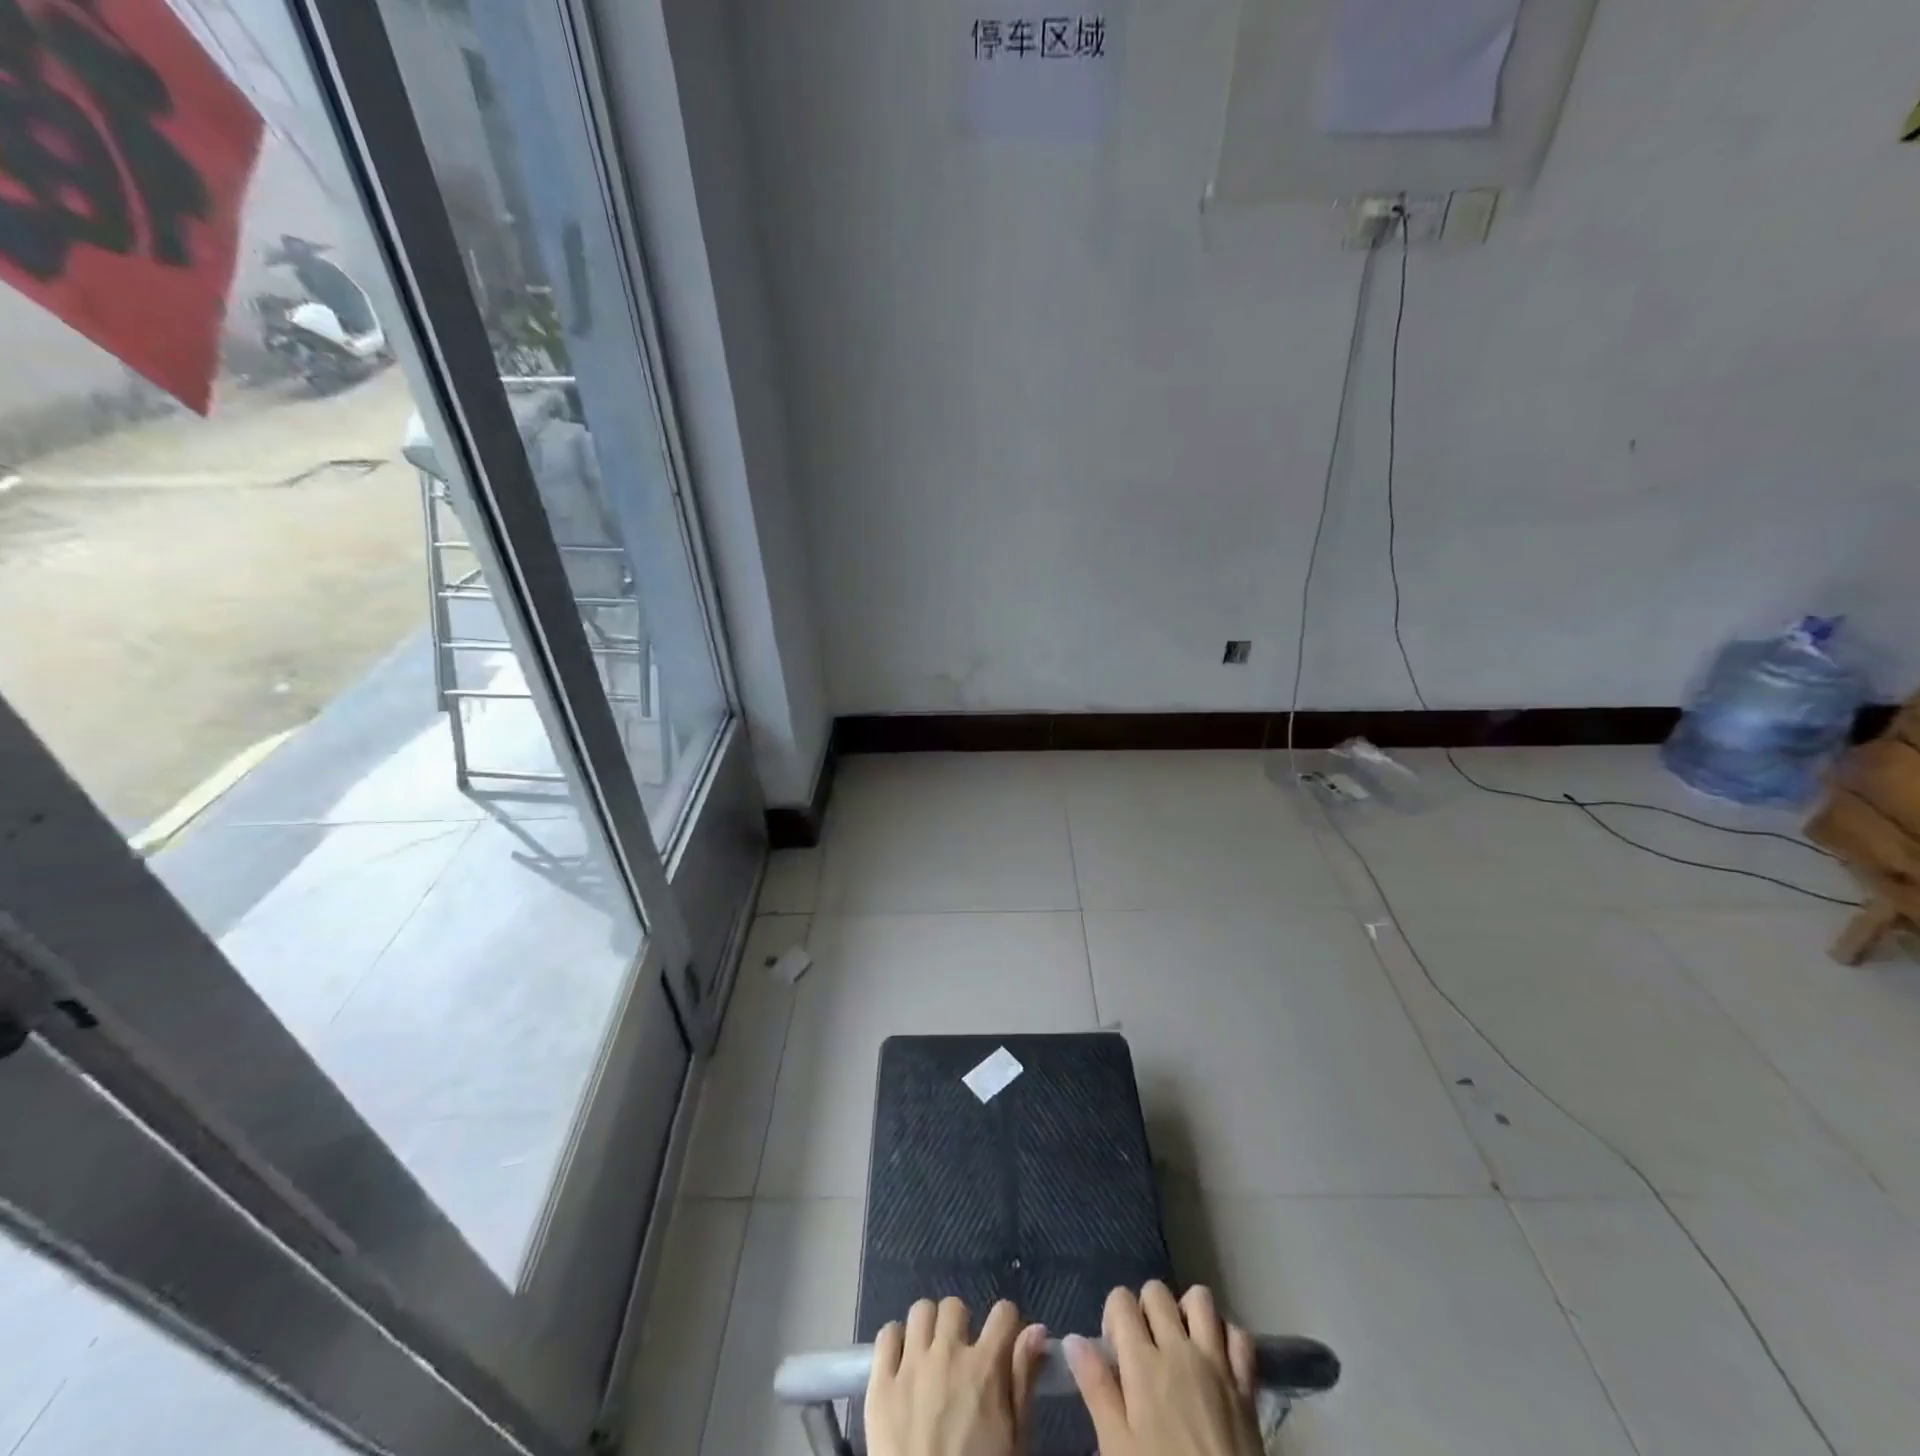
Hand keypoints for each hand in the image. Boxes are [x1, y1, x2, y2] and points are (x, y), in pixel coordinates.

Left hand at [865, 1297, 1047, 1455]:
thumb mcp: (1014, 1442)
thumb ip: (1023, 1381)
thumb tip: (1036, 1330)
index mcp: (985, 1369)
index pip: (1003, 1313)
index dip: (1006, 1325)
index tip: (1002, 1342)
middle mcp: (947, 1354)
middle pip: (955, 1307)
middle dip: (961, 1327)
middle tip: (959, 1358)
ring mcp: (911, 1365)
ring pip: (921, 1311)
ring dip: (928, 1329)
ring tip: (929, 1357)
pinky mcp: (880, 1383)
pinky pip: (886, 1335)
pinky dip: (895, 1342)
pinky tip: (902, 1365)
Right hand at [1063, 1282, 1261, 1455]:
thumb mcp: (1117, 1449)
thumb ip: (1095, 1388)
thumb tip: (1073, 1339)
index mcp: (1143, 1362)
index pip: (1120, 1300)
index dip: (1113, 1318)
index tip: (1114, 1352)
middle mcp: (1179, 1348)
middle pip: (1156, 1291)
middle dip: (1145, 1309)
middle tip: (1144, 1350)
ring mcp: (1217, 1362)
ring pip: (1200, 1299)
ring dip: (1187, 1312)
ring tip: (1180, 1345)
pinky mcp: (1246, 1385)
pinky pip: (1239, 1335)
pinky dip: (1226, 1336)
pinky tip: (1216, 1359)